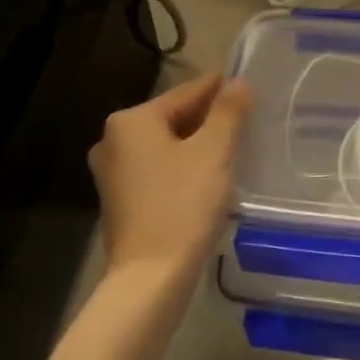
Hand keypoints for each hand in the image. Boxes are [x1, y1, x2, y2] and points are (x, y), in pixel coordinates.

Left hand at [89, 73, 251, 281]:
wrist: (151, 276)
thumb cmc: (183, 206)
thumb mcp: (213, 153)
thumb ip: (228, 113)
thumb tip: (238, 83)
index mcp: (131, 121)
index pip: (185, 94)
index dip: (219, 89)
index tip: (246, 84)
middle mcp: (113, 140)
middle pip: (172, 119)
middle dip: (208, 118)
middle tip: (247, 119)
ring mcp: (113, 173)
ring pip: (166, 146)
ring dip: (197, 144)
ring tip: (234, 147)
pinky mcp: (121, 200)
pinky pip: (158, 170)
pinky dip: (183, 167)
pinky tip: (209, 177)